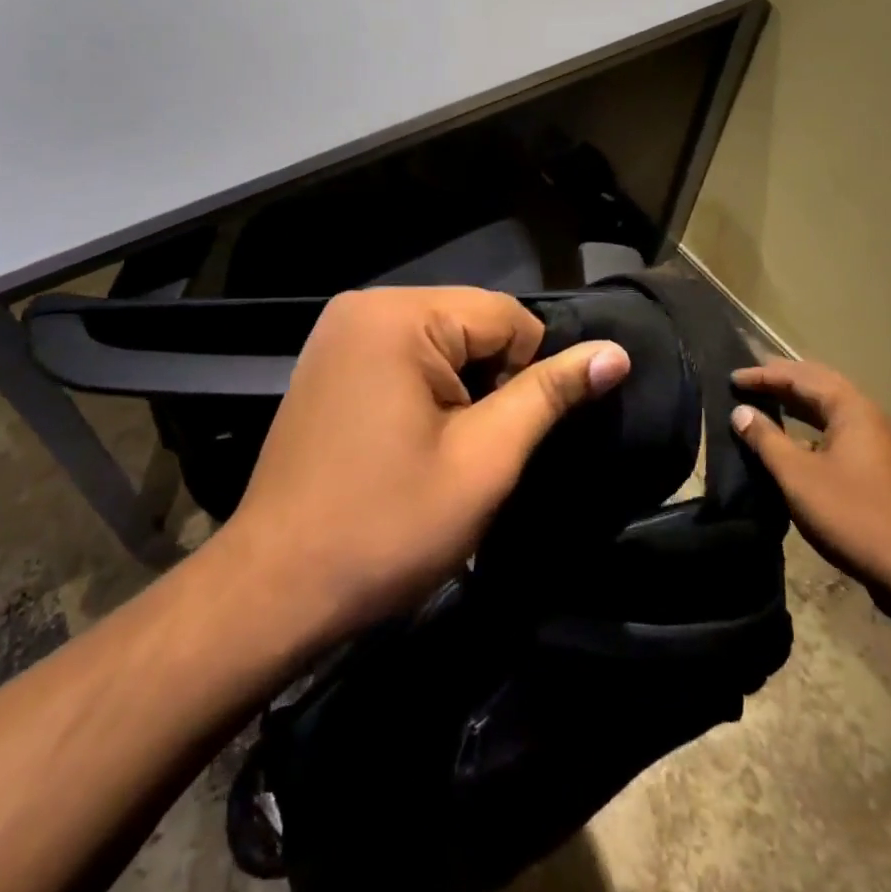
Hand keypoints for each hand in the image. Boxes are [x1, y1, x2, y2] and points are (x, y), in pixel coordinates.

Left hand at [222, 287, 630, 640]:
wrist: (274, 587)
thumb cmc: (387, 525)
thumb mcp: (485, 459)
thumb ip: (549, 394)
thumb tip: (615, 352)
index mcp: (399, 314)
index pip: (506, 315)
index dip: (528, 374)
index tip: (508, 437)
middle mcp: (364, 304)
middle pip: (469, 323)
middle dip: (490, 381)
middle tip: (475, 449)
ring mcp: (338, 332)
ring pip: (439, 341)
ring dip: (459, 389)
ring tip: (443, 450)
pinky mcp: (327, 362)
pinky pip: (402, 354)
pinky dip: (424, 389)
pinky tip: (410, 440)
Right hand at [729, 359, 890, 594]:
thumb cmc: (852, 515)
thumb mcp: (797, 475)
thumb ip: (766, 439)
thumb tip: (740, 412)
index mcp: (853, 410)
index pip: (802, 377)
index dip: (765, 375)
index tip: (733, 379)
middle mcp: (873, 418)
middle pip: (823, 386)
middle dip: (786, 379)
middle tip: (753, 377)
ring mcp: (884, 445)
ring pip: (835, 410)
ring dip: (801, 403)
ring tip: (770, 402)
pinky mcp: (886, 471)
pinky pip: (843, 432)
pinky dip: (815, 426)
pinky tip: (800, 441)